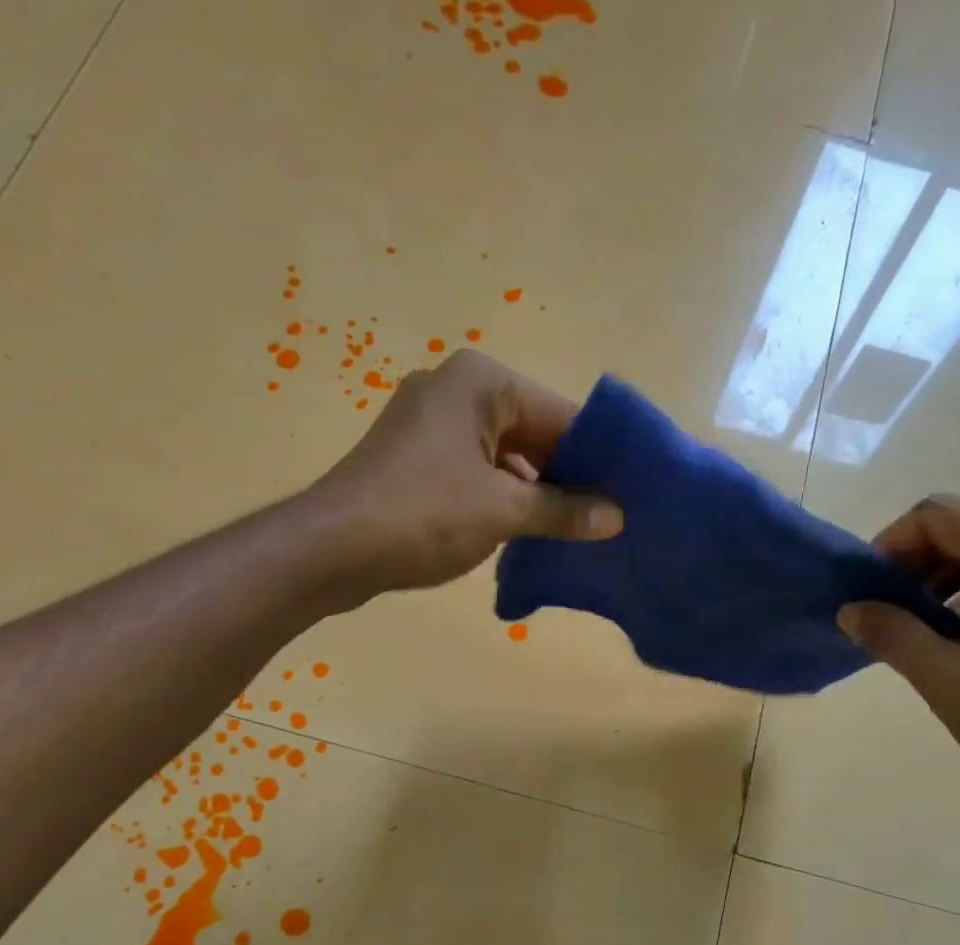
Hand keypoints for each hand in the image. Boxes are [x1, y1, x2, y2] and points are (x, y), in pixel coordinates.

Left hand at [303, 349, 621, 598]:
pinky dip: (499, 500)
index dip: (596, 459)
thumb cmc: (423, 515)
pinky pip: (473, 472)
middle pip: (532, 432)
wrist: (332, 548)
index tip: (626, 497)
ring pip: (502, 456)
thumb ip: (563, 512)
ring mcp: (429, 423)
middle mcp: (456, 389)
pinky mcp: (412, 459)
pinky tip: (523, 535)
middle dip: (564, 478)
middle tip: (604, 521)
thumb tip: (616, 518)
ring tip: (571, 534)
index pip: (561, 415)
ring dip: (533, 495)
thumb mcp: (503, 512)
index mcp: (482, 381)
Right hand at [837, 495, 959, 820]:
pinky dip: (959, 599)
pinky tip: (944, 640)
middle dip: (910, 567)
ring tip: (909, 632)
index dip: (892, 545)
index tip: (866, 591)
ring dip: (931, 585)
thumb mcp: (946, 680)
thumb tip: (848, 608)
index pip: (943, 517)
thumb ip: (892, 634)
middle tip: (880, 616)